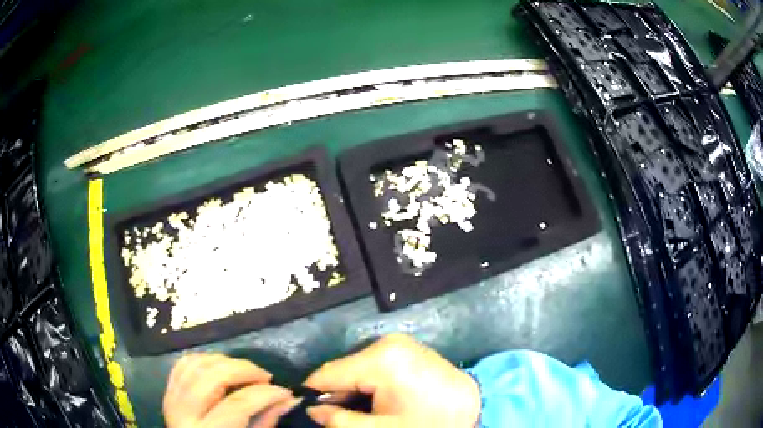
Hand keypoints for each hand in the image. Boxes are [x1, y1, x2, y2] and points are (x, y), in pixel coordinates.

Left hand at [163, 354, 294, 427]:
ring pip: (195, 365)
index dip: (264, 394)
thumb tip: (289, 398)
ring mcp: (171, 399)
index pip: (237, 404)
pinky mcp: (168, 391)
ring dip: (224, 361)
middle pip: (212, 377)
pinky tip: (221, 366)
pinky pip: (182, 365)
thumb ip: (266, 421)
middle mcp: (183, 413)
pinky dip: (203, 360)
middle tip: (265, 376)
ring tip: (245, 371)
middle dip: (244, 370)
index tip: (286, 391)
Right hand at [304, 334, 479, 427]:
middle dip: (336, 395)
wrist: (476, 410)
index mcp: (380, 359)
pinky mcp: (407, 349)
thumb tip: (312, 410)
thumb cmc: (428, 423)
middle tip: (337, 417)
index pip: (328, 373)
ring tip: (360, 412)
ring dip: (352, 390)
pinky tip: (377, 402)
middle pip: (343, 370)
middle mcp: (387, 343)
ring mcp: (400, 344)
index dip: (312, 393)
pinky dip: (368, 384)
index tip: (303, 410)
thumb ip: (339, 420)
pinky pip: (375, 365)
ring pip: (357, 368)